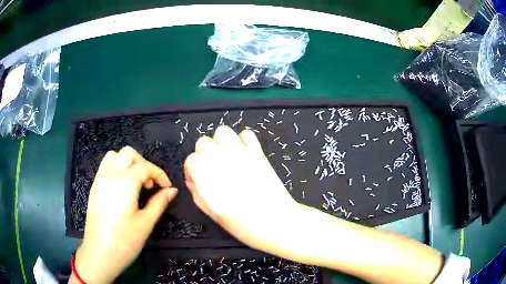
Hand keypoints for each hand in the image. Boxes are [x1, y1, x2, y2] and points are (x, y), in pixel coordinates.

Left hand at [71, 146, 177, 283]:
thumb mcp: (145, 223)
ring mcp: (100, 179)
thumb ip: (159, 203)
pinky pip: (105, 166)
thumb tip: (172, 190)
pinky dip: (117, 168)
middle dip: (143, 164)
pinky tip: (122, 188)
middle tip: (150, 184)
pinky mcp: (94, 187)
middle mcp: (111, 175)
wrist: (99, 253)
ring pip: (114, 156)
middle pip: (129, 154)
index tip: (167, 187)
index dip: (159, 174)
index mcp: (125, 183)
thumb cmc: (124, 241)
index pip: (145, 167)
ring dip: (128, 163)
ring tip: (135, 183)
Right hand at [184, 126, 302, 256]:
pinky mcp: (258, 153)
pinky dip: (242, 140)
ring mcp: (241, 155)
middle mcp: (222, 164)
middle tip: (211, 167)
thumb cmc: (244, 225)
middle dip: (203, 154)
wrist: (277, 222)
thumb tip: (192, 177)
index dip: (192, 169)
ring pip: (222, 132)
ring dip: (220, 142)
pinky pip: (246, 134)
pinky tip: (243, 154)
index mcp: (208, 181)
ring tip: (225, 156)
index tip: (198, 176)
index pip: (191, 159)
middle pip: (202, 142)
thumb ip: (197, 192)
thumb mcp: (212, 214)